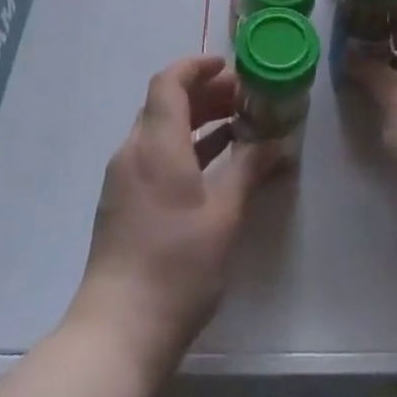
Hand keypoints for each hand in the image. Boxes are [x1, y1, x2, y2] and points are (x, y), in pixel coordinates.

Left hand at [69, 56, 278, 374]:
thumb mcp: (224, 215)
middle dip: (204, 93)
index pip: (170, 82)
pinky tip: (214, 162)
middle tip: (244, 97)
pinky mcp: (123, 202)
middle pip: (165, 103)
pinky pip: (154, 154)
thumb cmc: (177, 265)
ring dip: (195, 119)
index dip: (197, 66)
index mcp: (157, 144)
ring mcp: (124, 178)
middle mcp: (134, 151)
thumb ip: (249, 170)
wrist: (119, 330)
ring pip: (160, 129)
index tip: (229, 66)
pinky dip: (183, 146)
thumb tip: (277, 143)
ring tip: (237, 124)